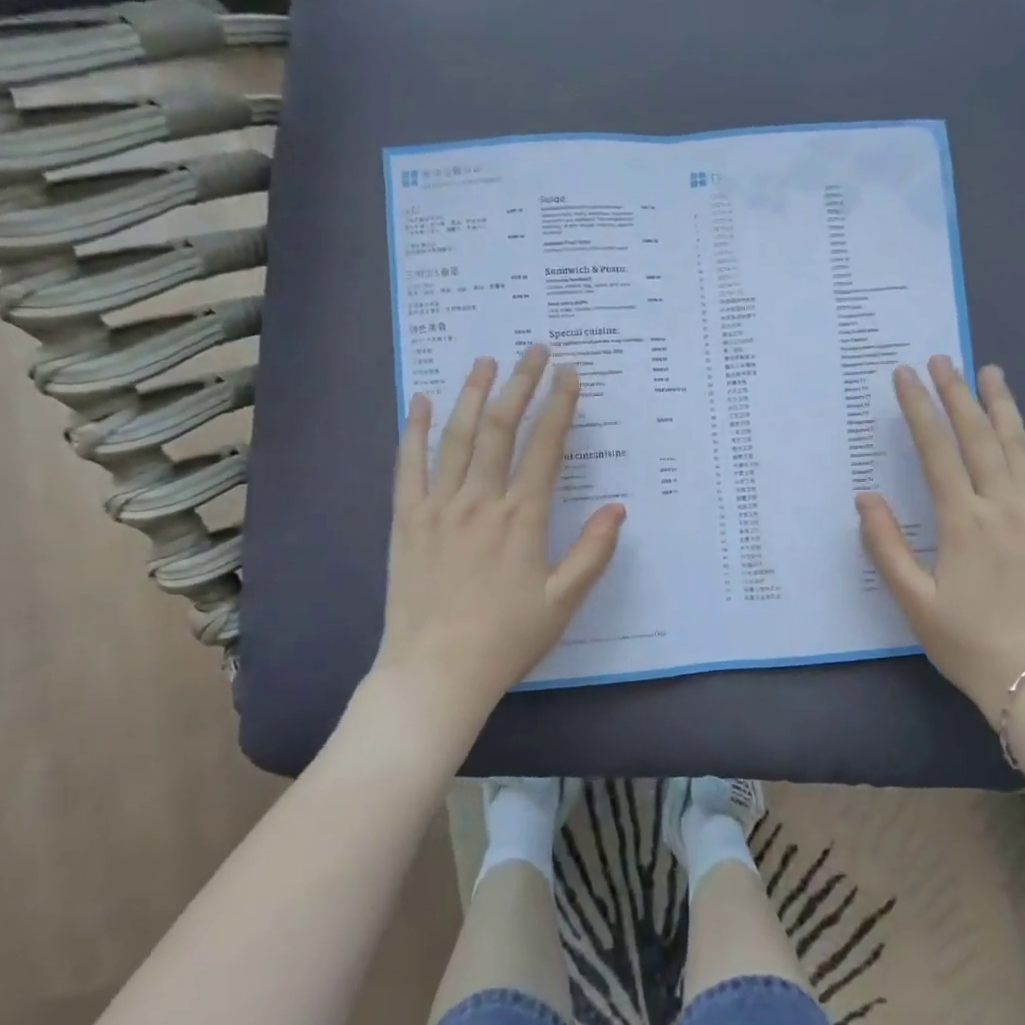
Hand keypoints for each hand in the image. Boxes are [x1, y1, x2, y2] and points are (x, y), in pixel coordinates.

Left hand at [369, 345, 625, 726]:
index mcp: (521, 519)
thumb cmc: (506, 639)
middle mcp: (480, 502)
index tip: (570, 376)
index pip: (545, 448)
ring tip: (486, 361)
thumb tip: (618, 509)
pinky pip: (409, 465)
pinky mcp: (407, 520)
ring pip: (457, 437)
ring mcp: (438, 507)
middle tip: (534, 351)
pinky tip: (423, 401)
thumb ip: (592, 552)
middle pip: (501, 429)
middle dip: (520, 385)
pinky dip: (416, 430)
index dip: (560, 407)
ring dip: (473, 394)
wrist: (434, 673)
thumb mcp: (562, 602)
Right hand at [856, 356, 1024, 714]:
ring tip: (989, 371)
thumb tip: (865, 498)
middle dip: (956, 395)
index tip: (904, 376)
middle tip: (941, 360)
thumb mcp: (913, 601)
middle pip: (979, 437)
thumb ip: (885, 546)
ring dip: (1003, 406)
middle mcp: (1005, 506)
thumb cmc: (968, 641)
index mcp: (963, 522)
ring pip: (1020, 447)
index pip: (937, 450)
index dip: (918, 410)